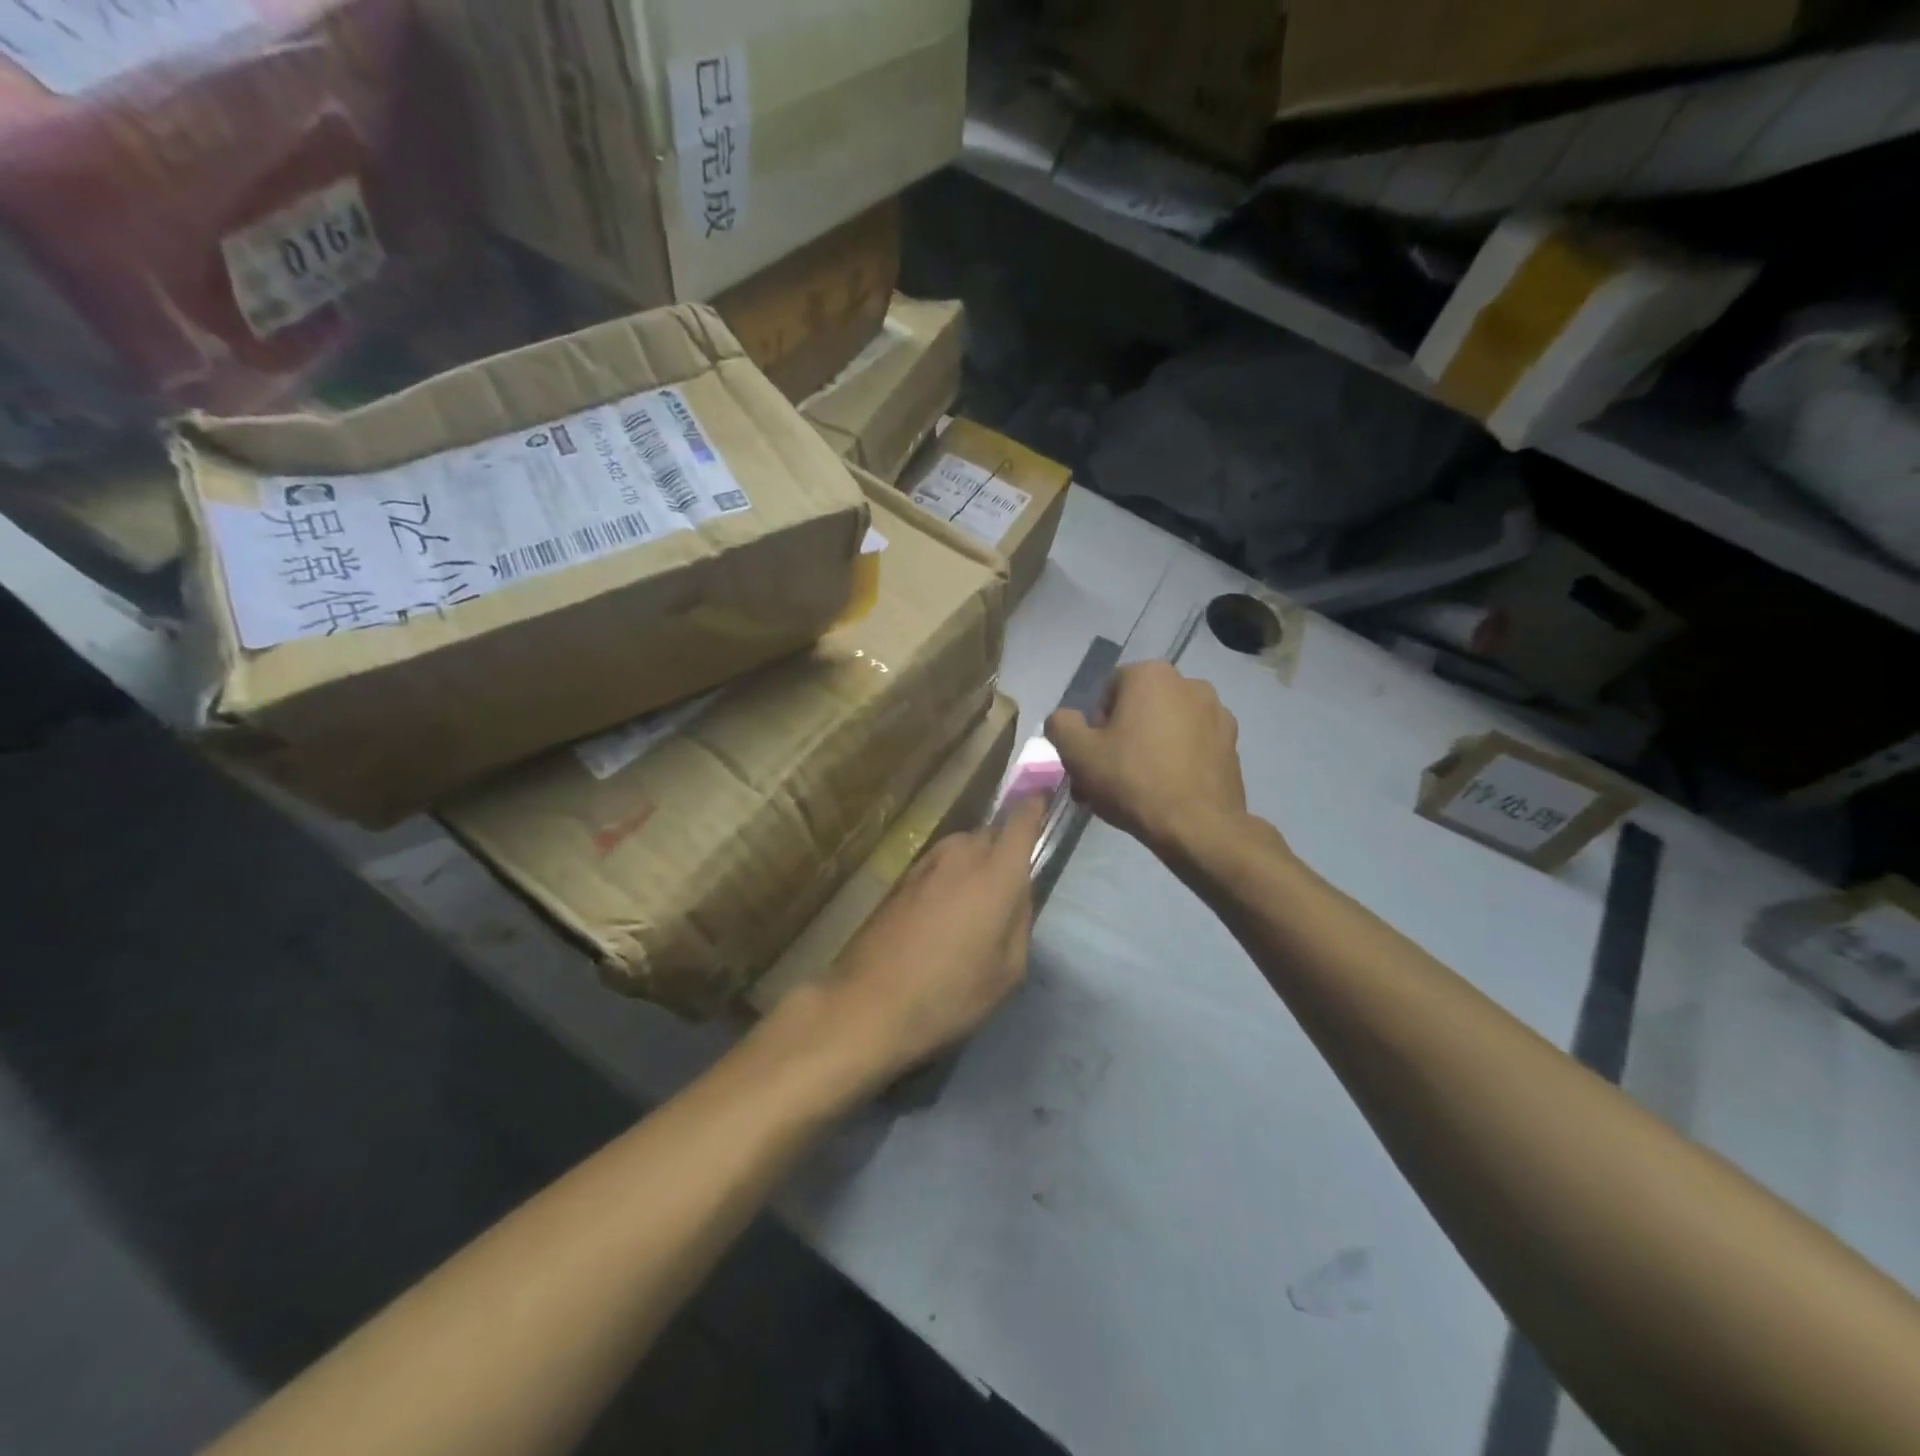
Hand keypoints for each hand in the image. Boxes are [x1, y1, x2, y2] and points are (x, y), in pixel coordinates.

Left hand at [821, 796, 1048, 1083]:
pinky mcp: (901, 877)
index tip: (1043, 804)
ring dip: (974, 864)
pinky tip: (943, 914)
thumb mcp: (1008, 970)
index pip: (1022, 819)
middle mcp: (962, 854)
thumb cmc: (951, 992)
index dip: (1035, 807)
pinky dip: (949, 877)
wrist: (870, 1001)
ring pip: (963, 847)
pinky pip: (939, 864)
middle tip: (1009, 885)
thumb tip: (1018, 892)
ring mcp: (926, 862)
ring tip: (974, 905)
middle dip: (1005, 848)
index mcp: (997, 873)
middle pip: (992, 833)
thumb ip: (1020, 919)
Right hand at [1047, 660, 1247, 857]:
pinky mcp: (1232, 743)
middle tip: (1108, 777)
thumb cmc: (1132, 780)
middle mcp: (1189, 683)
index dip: (1095, 725)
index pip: (1108, 691)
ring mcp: (1217, 713)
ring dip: (1148, 748)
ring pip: (1166, 727)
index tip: (1093, 757)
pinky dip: (1176, 760)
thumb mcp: (1078, 753)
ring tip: (1136, 789)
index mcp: (1151, 674)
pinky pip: (1191, 745)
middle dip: (1121, 737)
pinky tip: (1166, 791)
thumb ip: (1061, 725)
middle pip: (1139, 708)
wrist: (1197, 826)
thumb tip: (1063, 719)